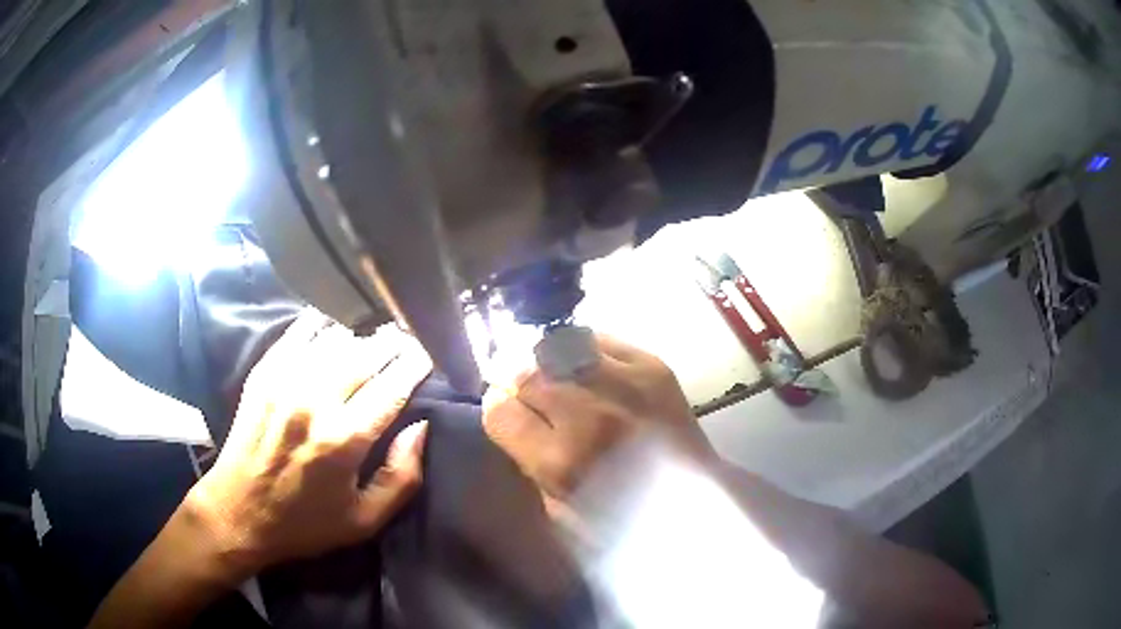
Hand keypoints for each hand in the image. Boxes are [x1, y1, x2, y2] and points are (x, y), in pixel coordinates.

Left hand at [185, 313, 432, 580]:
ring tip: (373, 339)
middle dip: (393, 343)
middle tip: (407, 341)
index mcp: (344, 439)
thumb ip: (401, 477)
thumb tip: (420, 428)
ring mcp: (285, 382)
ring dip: (360, 336)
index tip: (428, 354)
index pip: (392, 386)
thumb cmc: (304, 523)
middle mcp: (315, 401)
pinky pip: (298, 333)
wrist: (238, 513)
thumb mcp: (364, 521)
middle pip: (365, 354)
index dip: (415, 365)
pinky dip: (321, 325)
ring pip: (334, 339)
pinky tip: (332, 328)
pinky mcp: (263, 374)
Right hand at [482, 335, 713, 502]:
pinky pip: (598, 339)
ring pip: (558, 348)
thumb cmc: (623, 520)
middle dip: (521, 386)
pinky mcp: (652, 366)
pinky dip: (583, 351)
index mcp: (561, 461)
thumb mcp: (559, 511)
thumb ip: (528, 463)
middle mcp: (589, 414)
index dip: (497, 410)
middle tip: (533, 399)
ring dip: (549, 365)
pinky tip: (588, 370)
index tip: (506, 413)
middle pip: (526, 374)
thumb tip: (511, 417)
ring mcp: (624, 383)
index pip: (501, 412)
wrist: (696, 501)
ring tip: (559, 380)